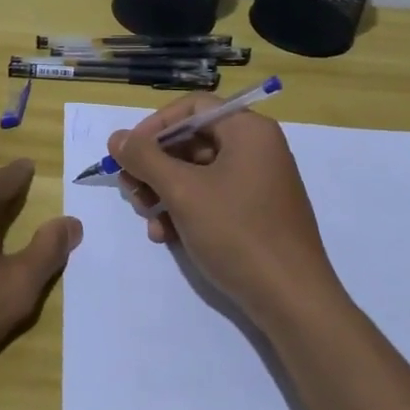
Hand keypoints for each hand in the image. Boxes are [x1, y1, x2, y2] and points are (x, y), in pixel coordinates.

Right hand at [108, 96, 341, 326]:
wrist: (292, 301)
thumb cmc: (238, 233)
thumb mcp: (183, 192)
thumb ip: (145, 158)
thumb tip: (117, 137)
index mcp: (249, 131)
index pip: (192, 107)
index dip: (155, 125)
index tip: (128, 152)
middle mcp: (257, 149)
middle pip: (192, 140)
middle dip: (155, 165)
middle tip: (129, 189)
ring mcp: (259, 182)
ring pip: (197, 172)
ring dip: (164, 191)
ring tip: (146, 217)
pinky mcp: (257, 213)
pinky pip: (212, 197)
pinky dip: (185, 210)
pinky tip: (165, 235)